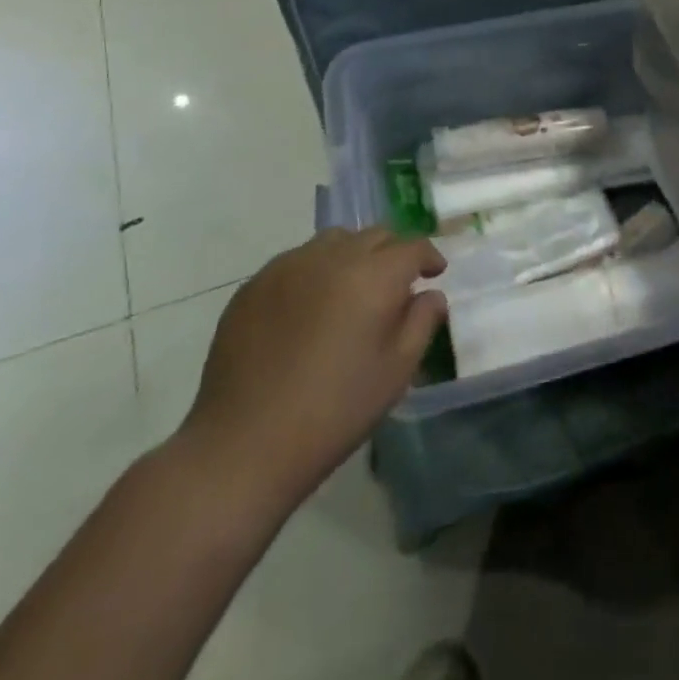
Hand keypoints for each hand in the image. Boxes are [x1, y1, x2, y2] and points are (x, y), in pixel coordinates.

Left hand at [174, 228, 447, 516]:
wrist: (244, 444)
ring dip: (353, 256)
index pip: (412, 246)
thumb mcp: (397, 371)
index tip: (434, 275)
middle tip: (396, 284)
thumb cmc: (335, 410)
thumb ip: (422, 322)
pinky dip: (315, 272)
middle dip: (393, 253)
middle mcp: (332, 257)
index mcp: (374, 275)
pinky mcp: (254, 285)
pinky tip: (309, 309)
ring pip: (333, 241)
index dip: (429, 257)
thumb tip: (430, 295)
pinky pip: (296, 262)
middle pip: (374, 235)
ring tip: (351, 290)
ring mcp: (288, 267)